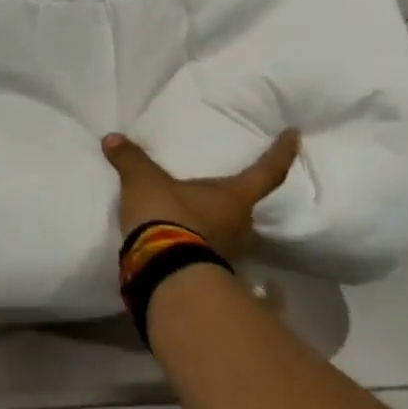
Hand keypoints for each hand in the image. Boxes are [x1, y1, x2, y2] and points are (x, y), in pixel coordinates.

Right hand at [102, 129, 300, 264]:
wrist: (163, 272)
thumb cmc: (168, 216)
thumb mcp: (144, 182)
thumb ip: (131, 160)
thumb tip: (113, 139)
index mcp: (234, 198)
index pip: (266, 171)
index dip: (281, 152)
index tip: (294, 135)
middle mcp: (240, 226)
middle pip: (248, 207)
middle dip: (239, 197)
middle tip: (227, 186)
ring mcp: (229, 254)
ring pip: (230, 232)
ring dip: (218, 223)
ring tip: (200, 212)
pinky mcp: (210, 273)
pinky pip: (209, 251)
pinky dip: (200, 243)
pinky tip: (185, 240)